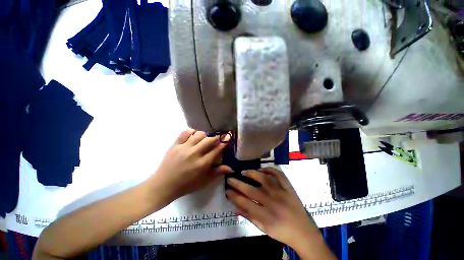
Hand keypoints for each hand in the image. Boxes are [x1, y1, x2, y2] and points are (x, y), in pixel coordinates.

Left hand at [151, 129, 232, 203]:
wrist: (163, 185)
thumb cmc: (186, 185)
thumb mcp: (204, 181)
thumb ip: (217, 172)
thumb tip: (231, 167)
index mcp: (202, 164)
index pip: (217, 150)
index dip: (224, 143)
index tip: (227, 139)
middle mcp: (195, 153)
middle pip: (210, 140)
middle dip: (216, 138)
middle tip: (217, 140)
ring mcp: (184, 148)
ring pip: (199, 134)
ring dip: (205, 135)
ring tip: (204, 140)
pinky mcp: (175, 145)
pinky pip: (185, 132)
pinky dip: (191, 132)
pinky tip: (193, 136)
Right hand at [225, 168, 319, 248]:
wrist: (304, 233)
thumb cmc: (282, 232)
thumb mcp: (264, 229)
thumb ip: (249, 217)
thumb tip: (236, 208)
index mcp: (266, 216)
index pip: (245, 203)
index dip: (234, 196)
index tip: (227, 190)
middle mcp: (273, 203)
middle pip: (252, 191)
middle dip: (238, 184)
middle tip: (230, 178)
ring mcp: (282, 193)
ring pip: (265, 179)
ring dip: (253, 174)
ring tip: (245, 172)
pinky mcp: (289, 188)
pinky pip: (279, 175)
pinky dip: (270, 170)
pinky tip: (262, 169)